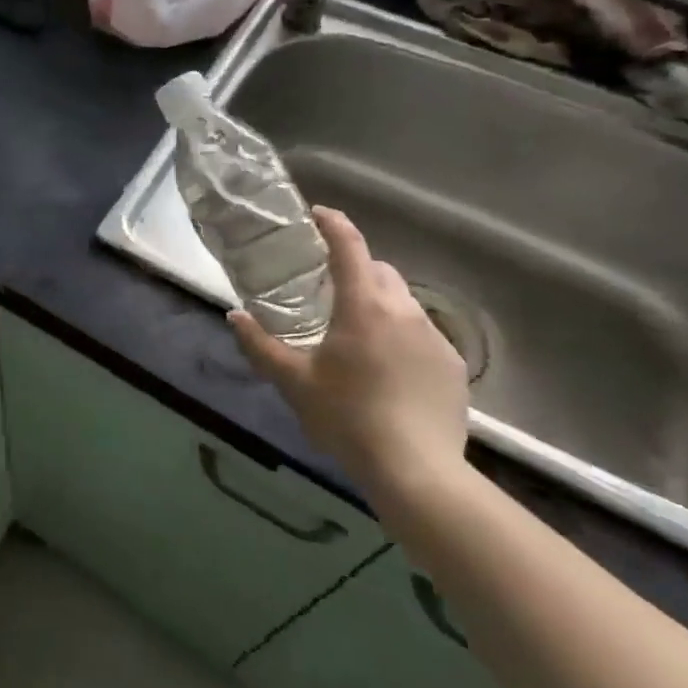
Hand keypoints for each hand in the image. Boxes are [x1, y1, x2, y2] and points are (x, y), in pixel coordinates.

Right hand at [230, 207, 469, 505]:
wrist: (417, 472)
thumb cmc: (347, 417)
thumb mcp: (292, 381)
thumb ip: (259, 344)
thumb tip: (234, 315)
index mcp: (364, 305)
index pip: (349, 246)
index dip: (332, 223)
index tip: (316, 215)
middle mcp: (404, 311)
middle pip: (379, 270)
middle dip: (355, 268)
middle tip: (328, 289)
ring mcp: (435, 338)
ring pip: (403, 302)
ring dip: (379, 303)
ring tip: (356, 334)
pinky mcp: (454, 366)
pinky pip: (423, 334)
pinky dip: (401, 335)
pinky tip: (387, 369)